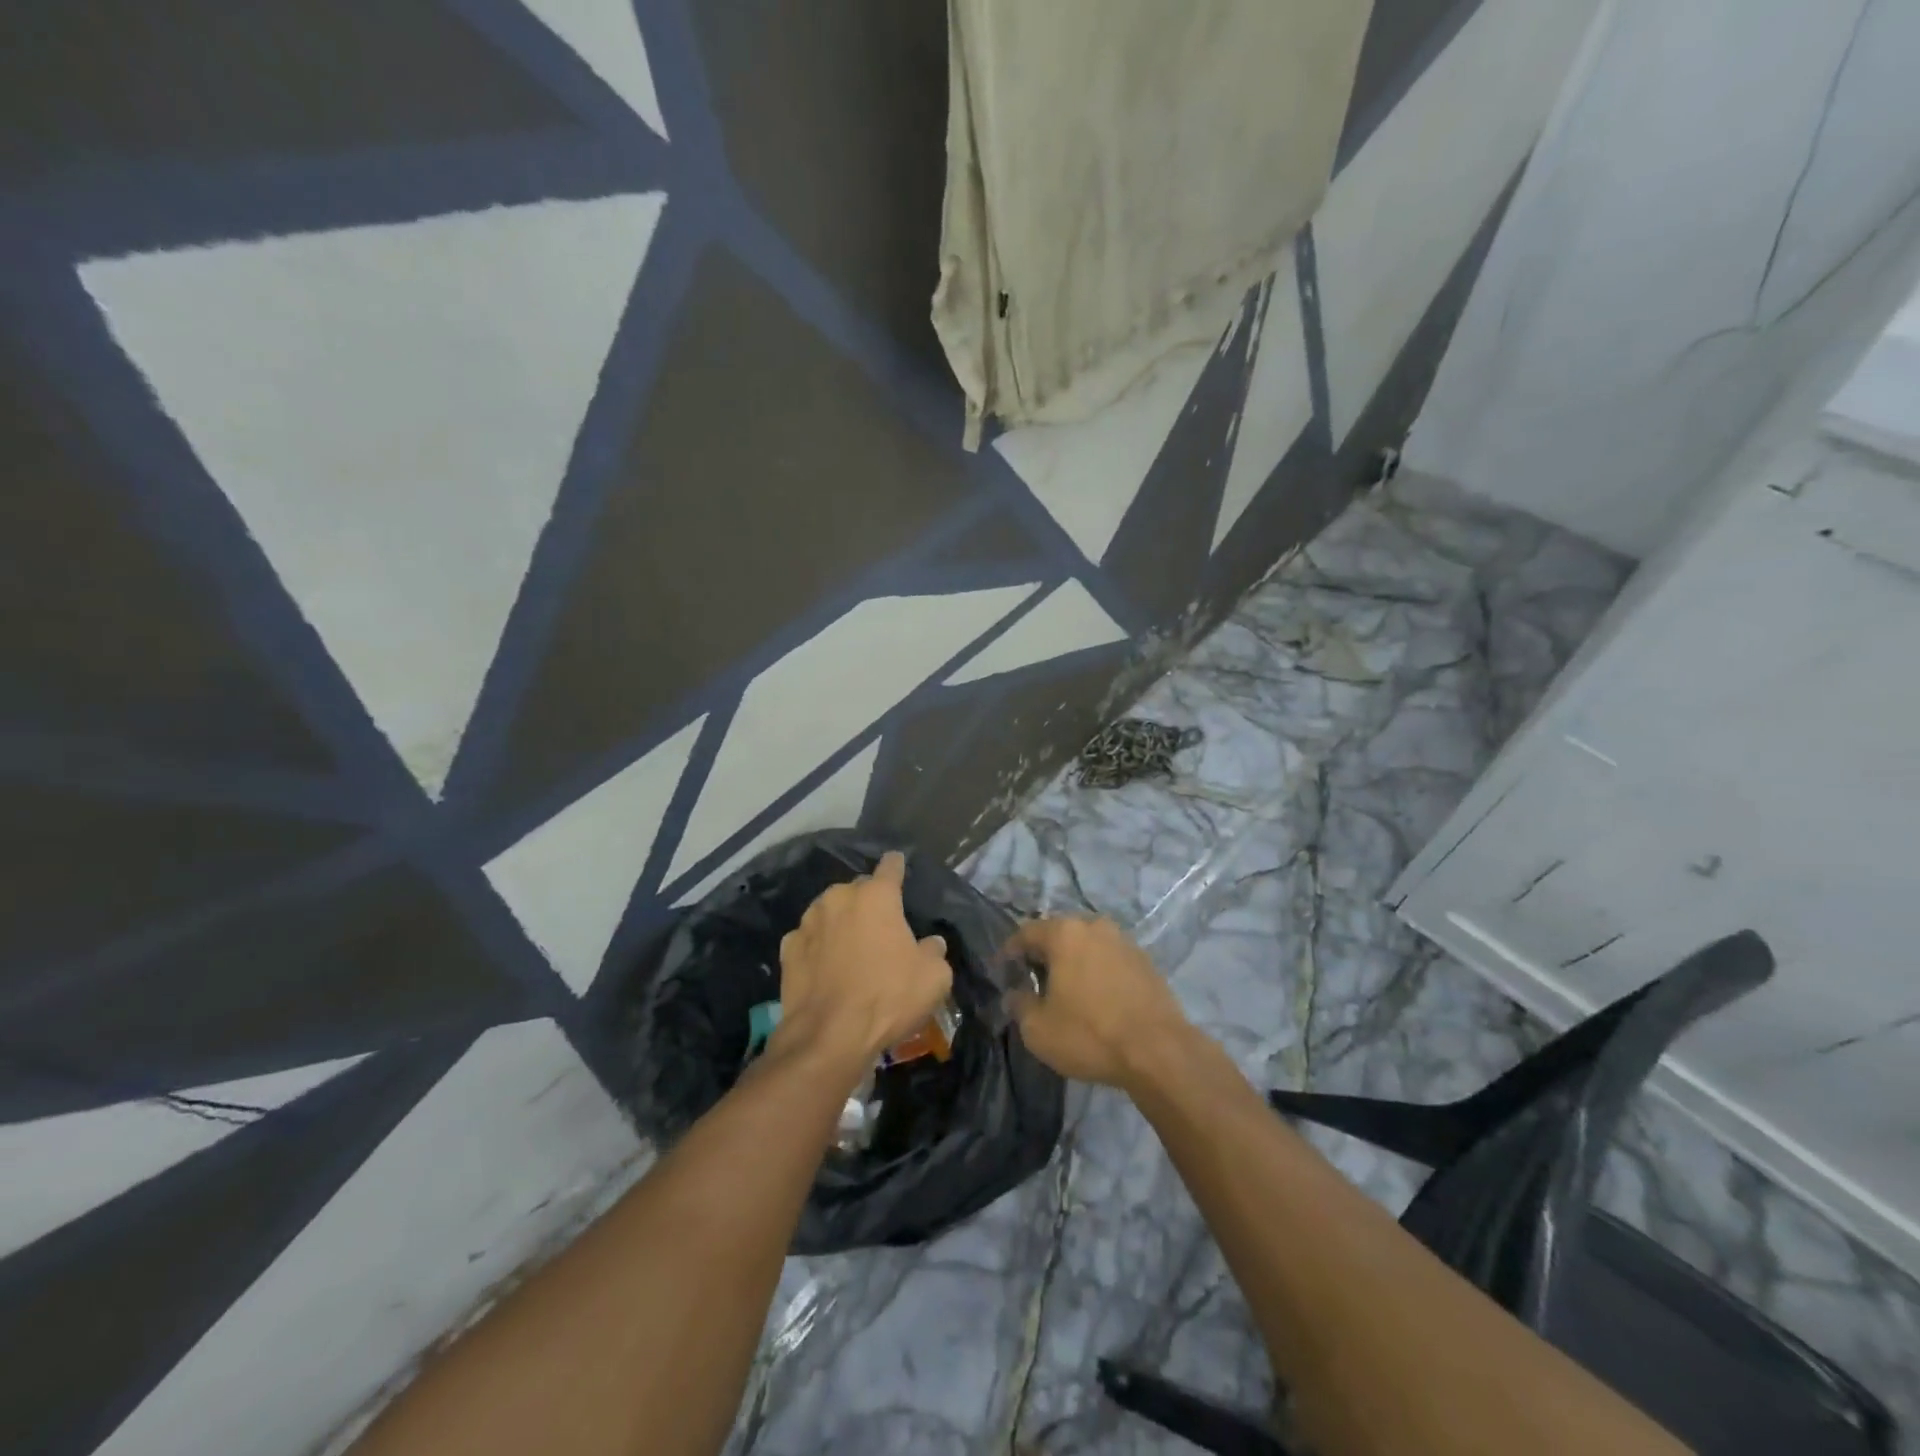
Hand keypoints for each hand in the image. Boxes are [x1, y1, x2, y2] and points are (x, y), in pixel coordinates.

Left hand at [775, 851, 951, 1075]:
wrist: (828, 1036)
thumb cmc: (887, 998)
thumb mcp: (933, 978)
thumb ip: (935, 952)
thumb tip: (931, 943)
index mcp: (877, 896)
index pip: (891, 867)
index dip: (897, 866)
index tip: (899, 865)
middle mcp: (840, 897)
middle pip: (859, 889)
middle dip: (869, 902)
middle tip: (880, 927)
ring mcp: (809, 921)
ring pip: (830, 911)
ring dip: (841, 922)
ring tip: (850, 948)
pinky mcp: (788, 948)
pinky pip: (809, 938)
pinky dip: (818, 946)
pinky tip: (824, 966)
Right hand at [1003, 917, 1189, 1089]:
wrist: (1159, 1052)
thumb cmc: (1090, 1035)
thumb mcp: (1038, 1029)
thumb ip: (1019, 1004)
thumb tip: (1015, 994)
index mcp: (1064, 933)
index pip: (1025, 932)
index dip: (1009, 952)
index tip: (1001, 971)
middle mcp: (1094, 926)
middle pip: (1058, 934)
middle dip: (1042, 954)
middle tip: (1031, 980)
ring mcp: (1124, 941)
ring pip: (1086, 945)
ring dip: (1072, 961)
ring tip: (1065, 990)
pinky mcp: (1145, 960)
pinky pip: (1109, 959)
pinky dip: (1096, 971)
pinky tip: (1095, 997)